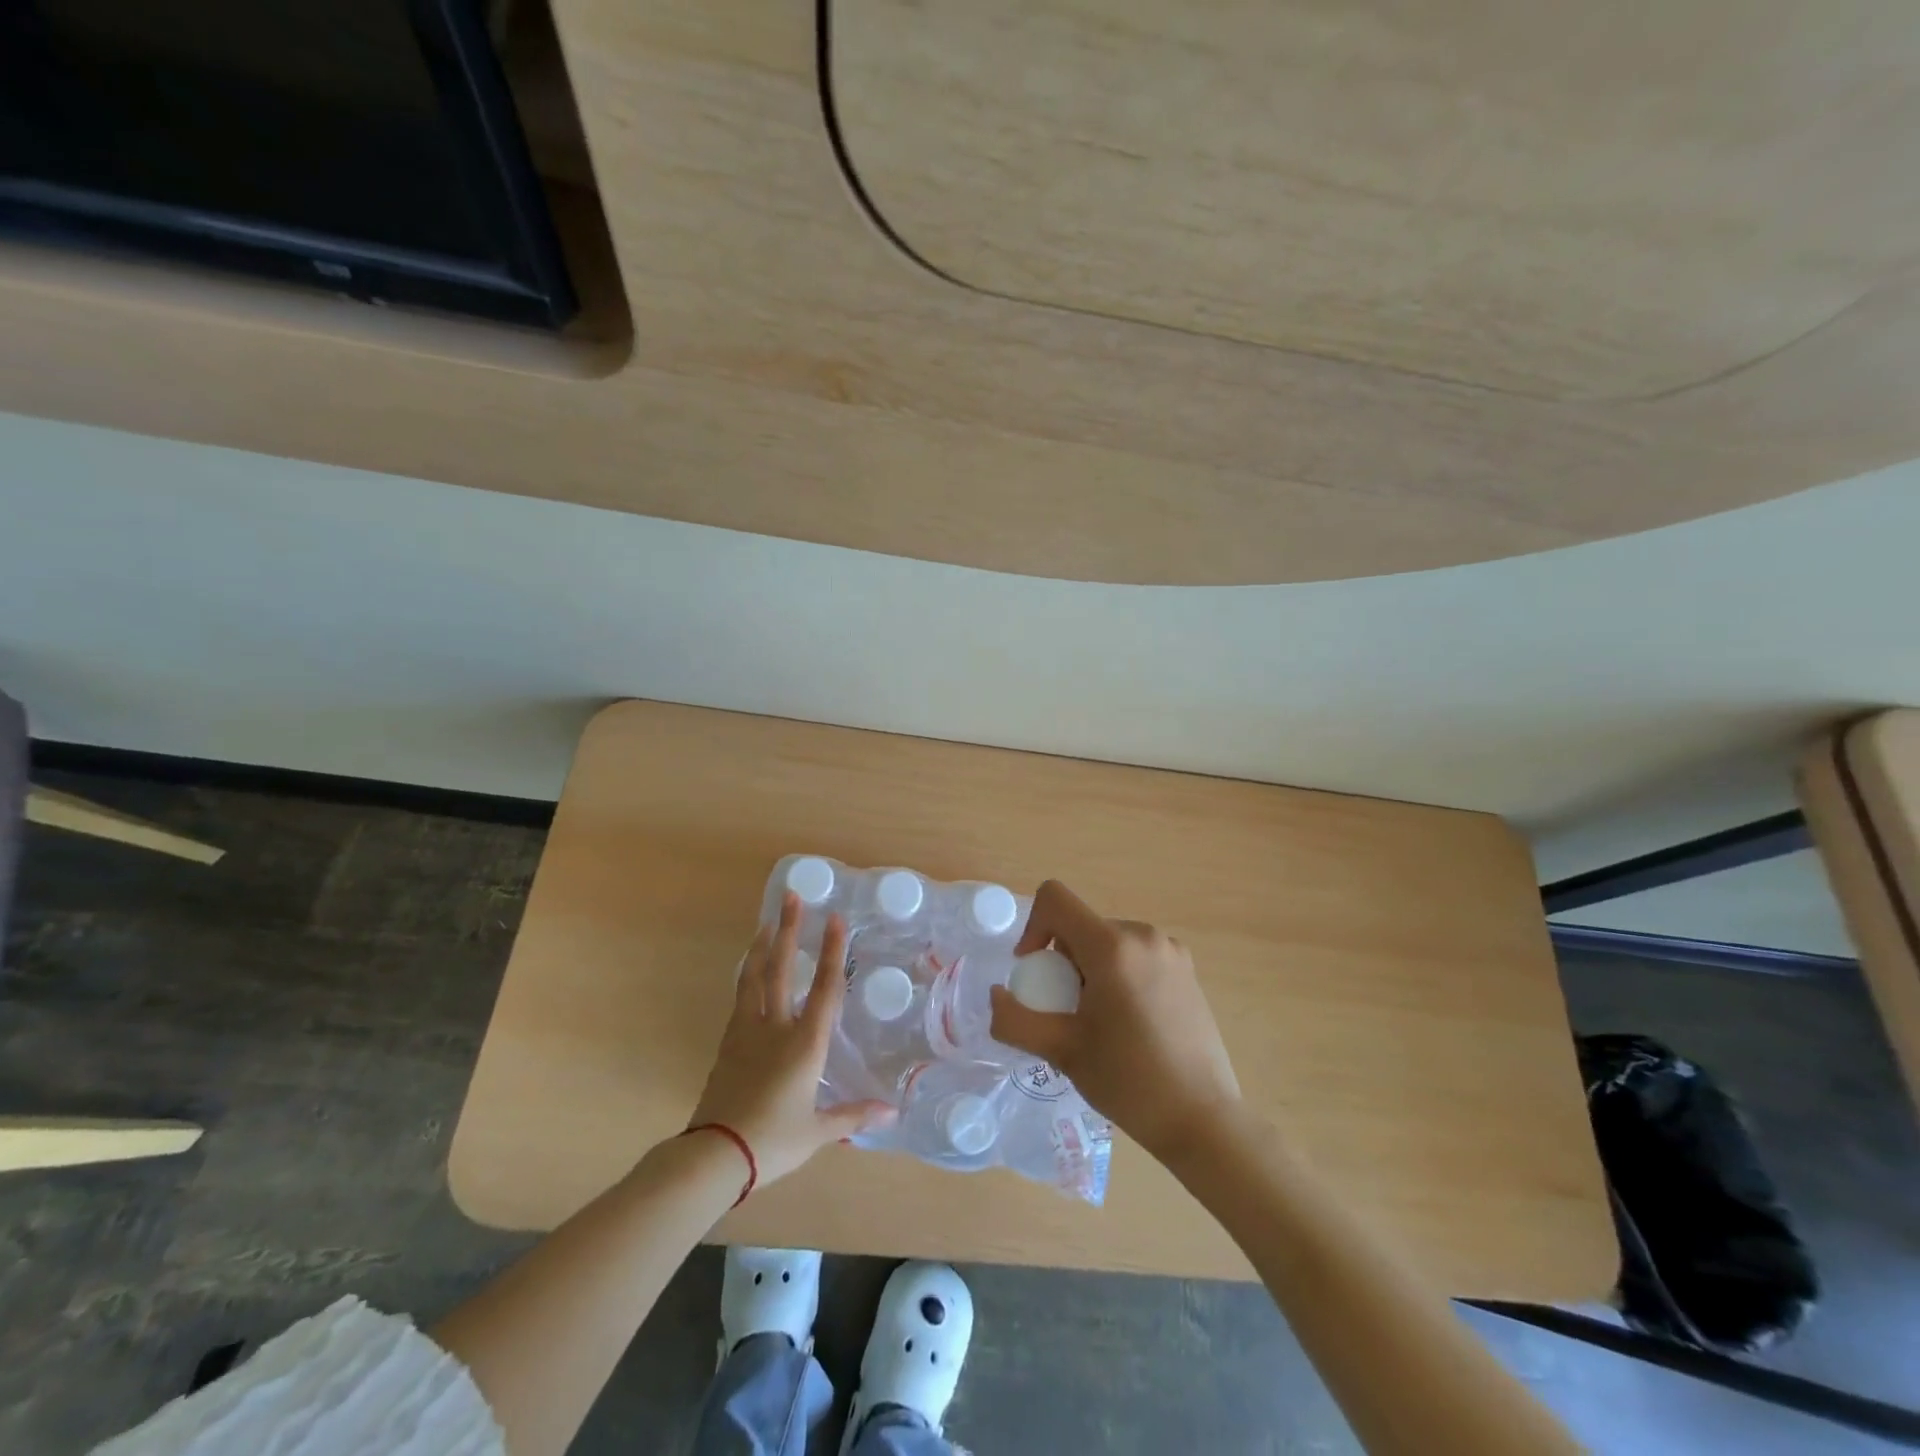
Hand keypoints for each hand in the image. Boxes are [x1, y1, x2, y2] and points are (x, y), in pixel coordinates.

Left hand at [689, 893, 894, 1186]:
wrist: (715, 1155)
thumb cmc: (773, 1141)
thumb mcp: (818, 1131)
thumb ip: (853, 1114)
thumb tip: (892, 1112)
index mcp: (805, 1043)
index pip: (825, 988)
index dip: (832, 951)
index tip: (835, 919)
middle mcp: (776, 1027)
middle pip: (782, 968)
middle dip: (789, 930)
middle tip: (792, 897)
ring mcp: (746, 1031)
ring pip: (754, 977)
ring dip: (762, 945)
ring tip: (767, 921)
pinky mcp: (727, 1043)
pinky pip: (740, 997)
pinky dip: (747, 974)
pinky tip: (749, 968)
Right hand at [990, 879, 1240, 1161]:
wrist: (1202, 1119)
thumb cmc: (1128, 1081)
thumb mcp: (1060, 1051)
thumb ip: (1015, 1019)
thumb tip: (997, 996)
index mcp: (1112, 946)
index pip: (1055, 898)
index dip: (1032, 927)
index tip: (1035, 972)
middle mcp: (1143, 934)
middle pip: (1081, 925)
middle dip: (1063, 961)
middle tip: (1068, 1012)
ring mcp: (1170, 949)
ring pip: (1107, 941)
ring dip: (1089, 969)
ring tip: (1099, 1021)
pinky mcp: (1187, 967)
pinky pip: (1134, 954)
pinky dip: (1117, 974)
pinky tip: (1128, 1022)